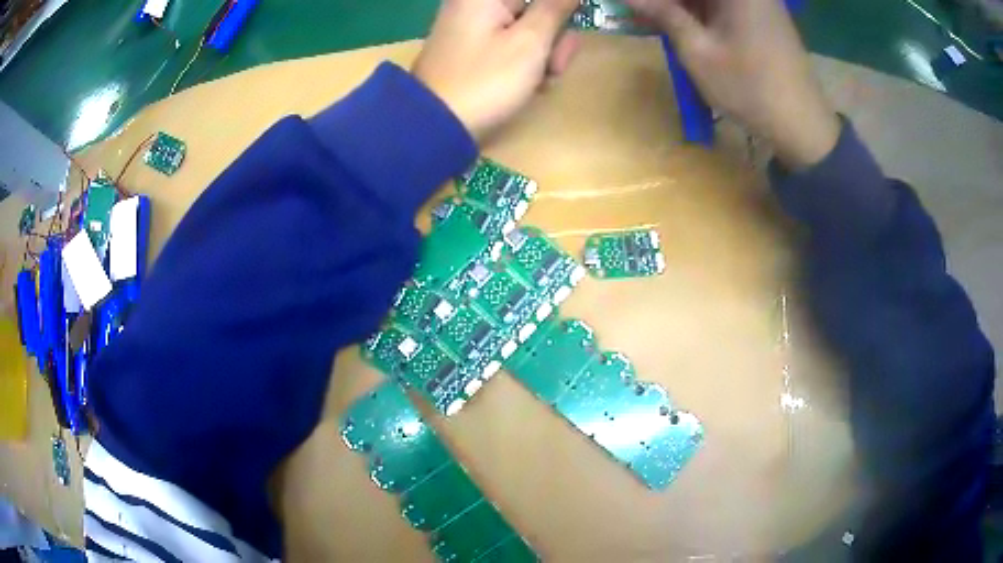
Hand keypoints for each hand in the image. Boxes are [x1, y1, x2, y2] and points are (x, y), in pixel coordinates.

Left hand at [412, 0, 580, 141]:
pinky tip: (530, 85)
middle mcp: (477, 5)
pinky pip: (511, 45)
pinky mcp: (473, 50)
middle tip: (555, 65)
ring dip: (545, 54)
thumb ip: (555, 7)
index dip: (558, 9)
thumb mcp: (530, 42)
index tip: (571, 23)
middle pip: (534, 8)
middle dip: (554, 36)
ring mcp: (474, 28)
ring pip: (528, 29)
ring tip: (542, 82)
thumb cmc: (486, 80)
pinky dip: (526, 63)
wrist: (436, 128)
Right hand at [626, 0, 840, 168]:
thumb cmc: (749, 88)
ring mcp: (759, 2)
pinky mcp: (762, 16)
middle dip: (670, 3)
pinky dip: (701, 13)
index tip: (635, 6)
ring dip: (683, 7)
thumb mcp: (698, 51)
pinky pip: (724, 6)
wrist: (802, 124)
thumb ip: (664, 15)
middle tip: (645, 13)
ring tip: (656, 21)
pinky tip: (683, 25)